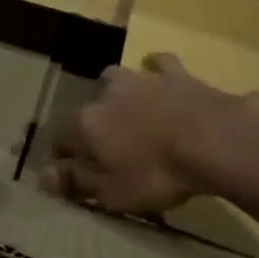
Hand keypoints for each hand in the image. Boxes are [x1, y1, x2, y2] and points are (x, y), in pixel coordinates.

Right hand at [42, 53, 258, 214]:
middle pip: (88, 108)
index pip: (60, 138)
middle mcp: (105, 93)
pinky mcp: (174, 73)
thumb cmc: (158, 173)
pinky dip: (156, 69)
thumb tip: (45, 176)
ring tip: (129, 112)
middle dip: (92, 124)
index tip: (71, 174)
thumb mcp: (113, 192)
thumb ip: (77, 182)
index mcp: (86, 123)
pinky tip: (159, 75)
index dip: (62, 157)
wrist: (213, 139)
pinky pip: (158, 65)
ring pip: (116, 79)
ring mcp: (140, 78)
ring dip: (117, 94)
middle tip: (108, 148)